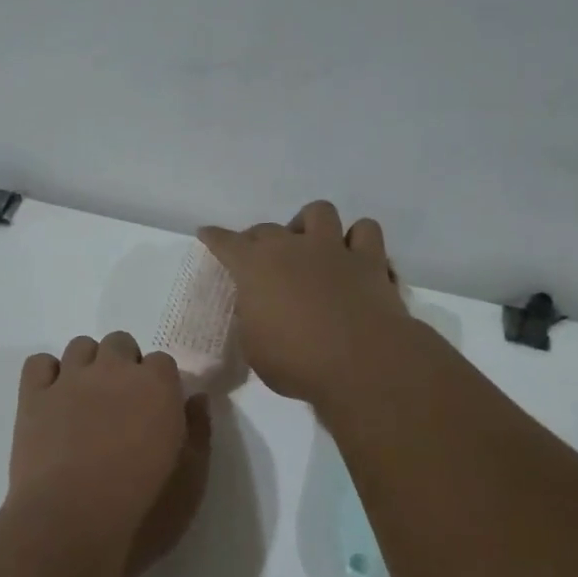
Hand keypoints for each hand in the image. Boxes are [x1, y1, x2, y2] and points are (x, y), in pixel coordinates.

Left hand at [10, 331, 212, 576]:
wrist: (71, 527)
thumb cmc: (143, 510)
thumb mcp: (191, 480)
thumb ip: (199, 432)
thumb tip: (197, 399)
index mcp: (157, 386)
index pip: (162, 361)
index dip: (159, 384)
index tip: (156, 411)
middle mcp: (113, 371)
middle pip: (120, 343)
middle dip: (124, 365)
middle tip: (122, 405)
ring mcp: (69, 381)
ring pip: (80, 346)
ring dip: (88, 365)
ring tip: (87, 400)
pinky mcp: (33, 398)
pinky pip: (39, 363)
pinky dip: (48, 373)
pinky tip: (54, 398)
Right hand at [198, 201, 411, 405]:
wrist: (360, 364)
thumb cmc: (296, 362)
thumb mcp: (254, 347)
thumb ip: (252, 319)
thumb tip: (258, 307)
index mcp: (255, 267)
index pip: (226, 243)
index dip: (215, 238)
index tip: (207, 233)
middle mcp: (292, 247)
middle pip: (268, 228)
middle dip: (259, 239)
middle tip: (260, 258)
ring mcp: (334, 249)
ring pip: (319, 212)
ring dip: (310, 224)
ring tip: (310, 245)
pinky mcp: (370, 260)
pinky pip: (365, 230)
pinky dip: (357, 238)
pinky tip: (353, 254)